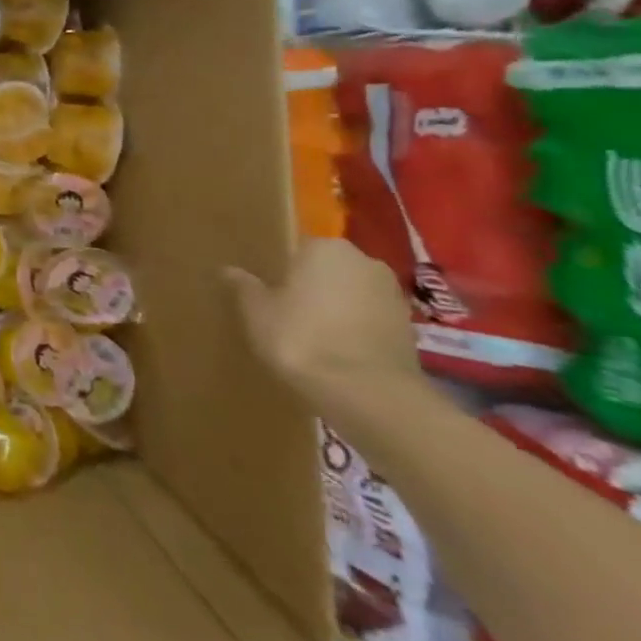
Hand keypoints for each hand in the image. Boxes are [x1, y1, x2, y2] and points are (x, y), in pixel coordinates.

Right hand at [223, 239, 425, 417]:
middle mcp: (365, 262)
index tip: (266, 286)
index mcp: (326, 248)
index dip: (280, 268)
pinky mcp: (410, 329)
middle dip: (311, 285)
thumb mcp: (256, 310)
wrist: (367, 392)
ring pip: (352, 294)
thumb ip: (245, 287)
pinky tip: (334, 349)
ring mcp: (393, 296)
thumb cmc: (301, 336)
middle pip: (328, 269)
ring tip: (309, 332)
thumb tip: (230, 271)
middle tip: (284, 307)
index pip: (298, 247)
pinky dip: (354, 329)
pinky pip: (369, 319)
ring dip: (335, 307)